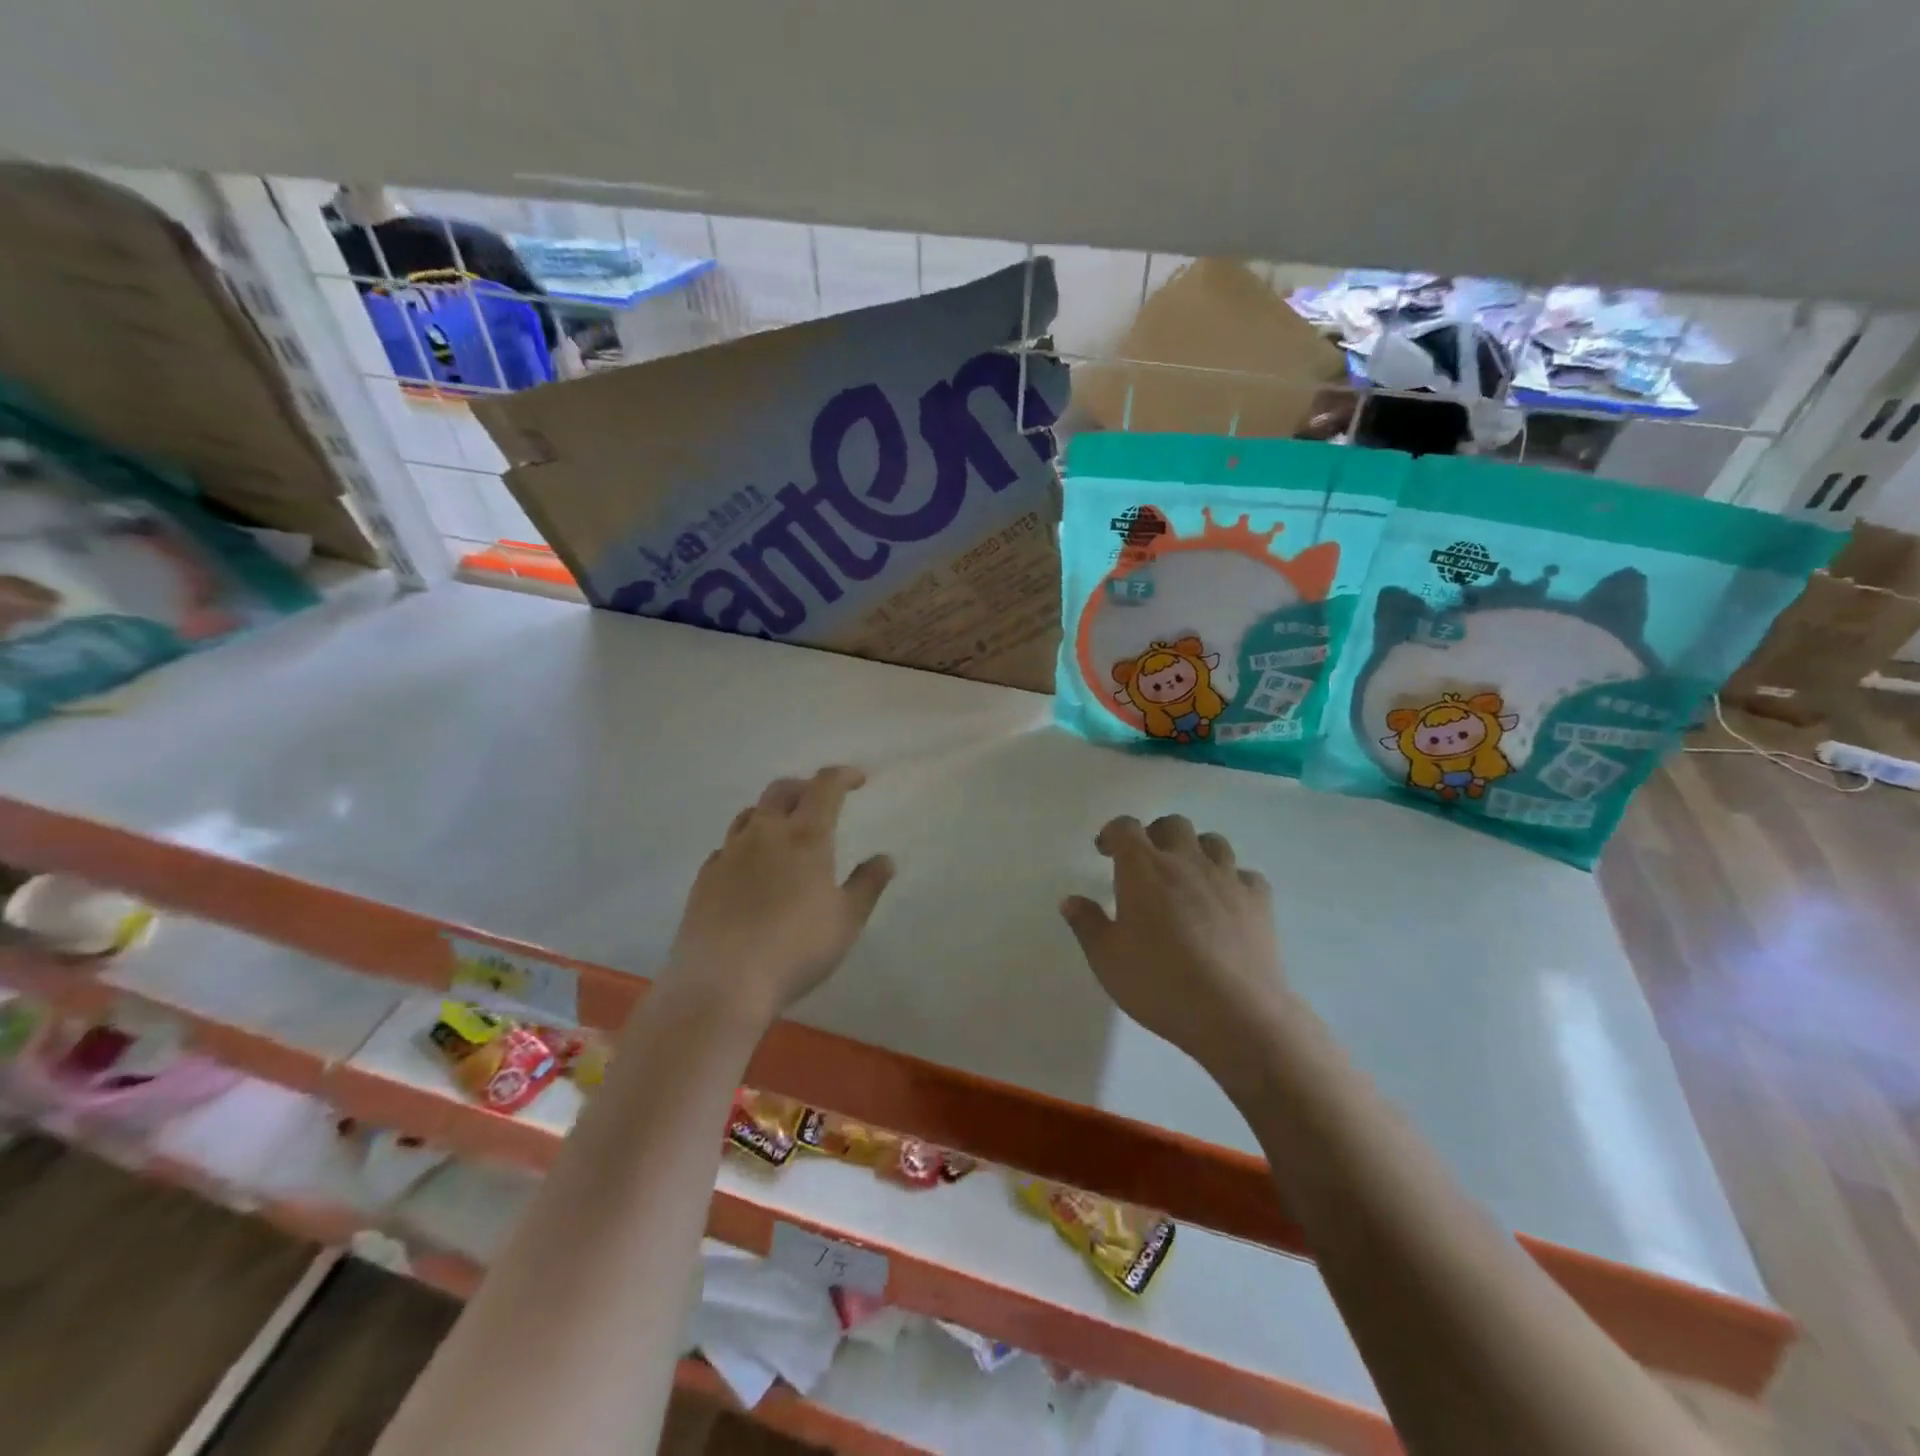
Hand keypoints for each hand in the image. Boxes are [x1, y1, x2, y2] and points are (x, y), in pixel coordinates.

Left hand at [664, 766, 893, 1024]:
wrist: (722, 984)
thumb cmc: (796, 949)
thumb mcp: (847, 920)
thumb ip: (868, 885)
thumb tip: (885, 858)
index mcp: (805, 837)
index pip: (825, 787)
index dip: (843, 776)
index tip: (859, 779)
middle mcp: (764, 834)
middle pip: (782, 790)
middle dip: (805, 787)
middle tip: (820, 801)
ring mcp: (729, 854)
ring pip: (751, 814)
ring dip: (772, 812)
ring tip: (785, 830)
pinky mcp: (704, 878)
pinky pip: (728, 846)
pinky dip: (746, 844)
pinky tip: (751, 869)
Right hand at [1060, 815, 1286, 1084]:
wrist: (1235, 1013)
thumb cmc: (1160, 983)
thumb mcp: (1107, 959)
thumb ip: (1087, 924)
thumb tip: (1071, 901)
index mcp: (1143, 869)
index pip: (1125, 828)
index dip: (1112, 833)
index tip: (1105, 851)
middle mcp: (1186, 861)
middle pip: (1172, 825)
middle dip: (1155, 835)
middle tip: (1145, 863)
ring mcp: (1227, 878)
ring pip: (1212, 842)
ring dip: (1195, 851)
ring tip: (1186, 877)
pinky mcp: (1258, 900)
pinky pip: (1245, 874)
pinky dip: (1232, 881)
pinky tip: (1225, 902)